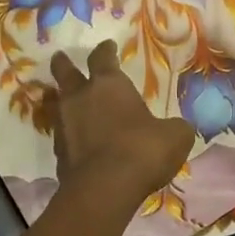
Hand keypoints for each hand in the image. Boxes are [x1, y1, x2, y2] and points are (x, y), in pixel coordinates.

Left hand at [50, 41, 194, 211]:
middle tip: (60, 58)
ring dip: (62, 100)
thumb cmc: (142, 150)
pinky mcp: (58, 153)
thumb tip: (176, 128)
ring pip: (58, 104)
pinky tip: (77, 140)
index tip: (107, 46)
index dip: (106, 51)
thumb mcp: (175, 136)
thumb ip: (174, 127)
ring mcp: (64, 126)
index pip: (103, 58)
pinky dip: (68, 134)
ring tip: (66, 101)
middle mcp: (80, 99)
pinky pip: (62, 135)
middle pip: (65, 73)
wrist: (105, 189)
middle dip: (64, 65)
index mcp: (109, 85)